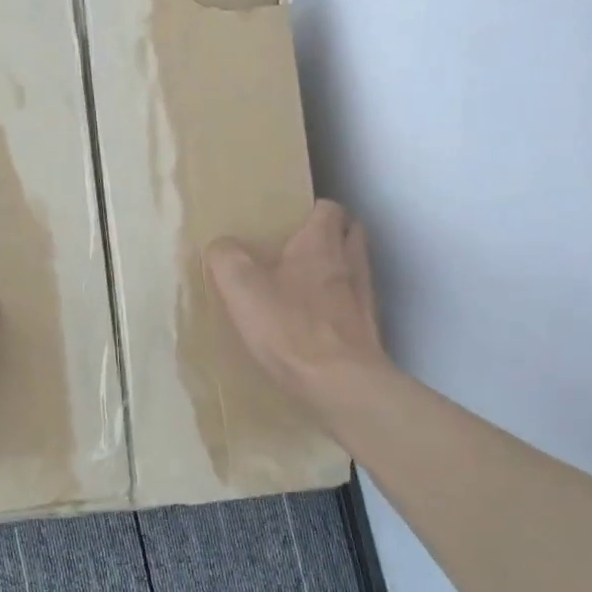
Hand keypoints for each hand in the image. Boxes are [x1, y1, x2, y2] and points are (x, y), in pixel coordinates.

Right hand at [205, 200, 389, 420]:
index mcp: (320, 243)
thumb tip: (221, 246)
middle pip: (351, 233)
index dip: (311, 211)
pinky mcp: (369, 331)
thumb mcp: (242, 289)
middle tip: (301, 251)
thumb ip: (227, 258)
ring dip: (339, 270)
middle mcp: (349, 263)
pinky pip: (357, 307)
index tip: (290, 223)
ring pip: (356, 269)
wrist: (341, 383)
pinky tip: (320, 324)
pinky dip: (342, 307)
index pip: (328, 208)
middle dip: (331, 236)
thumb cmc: (290, 328)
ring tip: (309, 286)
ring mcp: (364, 298)